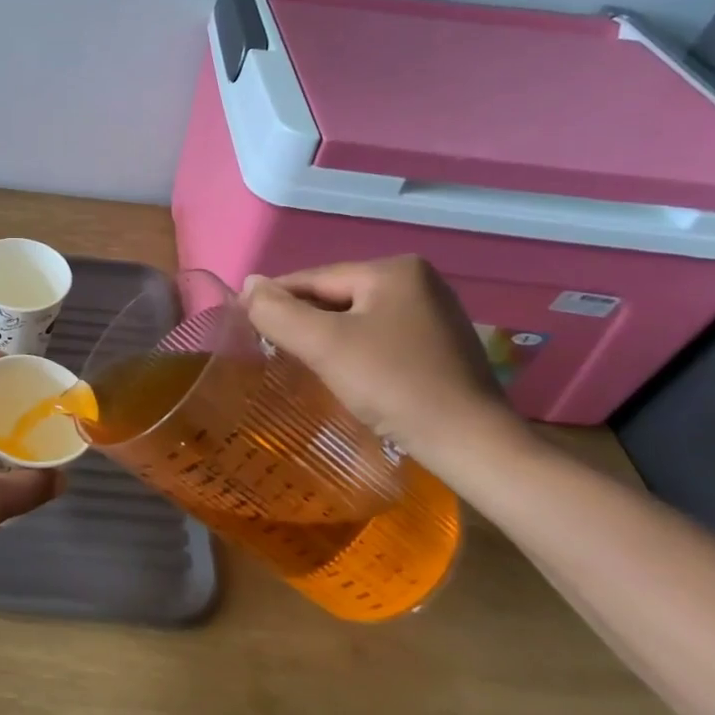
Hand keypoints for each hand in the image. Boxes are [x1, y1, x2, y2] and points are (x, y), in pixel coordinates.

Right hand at [241, 256, 528, 467]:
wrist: (471, 444)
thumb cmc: (393, 385)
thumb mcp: (324, 345)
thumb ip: (278, 311)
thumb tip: (248, 283)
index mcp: (394, 270)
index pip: (314, 279)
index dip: (275, 300)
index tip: (243, 321)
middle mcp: (419, 281)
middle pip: (336, 297)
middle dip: (303, 321)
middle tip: (270, 349)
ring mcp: (434, 314)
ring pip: (357, 319)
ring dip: (326, 338)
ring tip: (300, 364)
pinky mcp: (441, 346)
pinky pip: (380, 337)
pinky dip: (354, 351)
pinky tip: (343, 374)